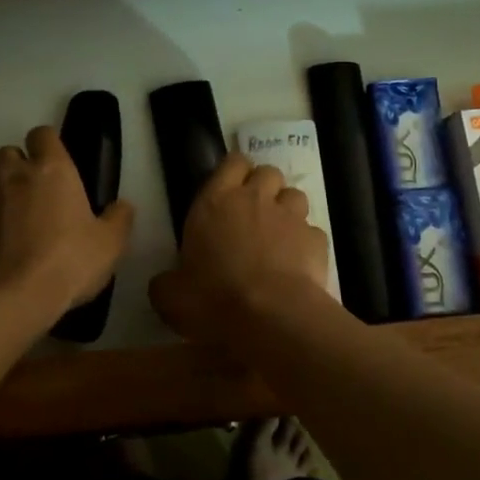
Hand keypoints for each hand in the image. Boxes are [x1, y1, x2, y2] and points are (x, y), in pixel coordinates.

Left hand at [0, 126, 134, 325]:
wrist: (9, 300)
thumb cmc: (66, 262)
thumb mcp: (110, 244)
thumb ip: (119, 219)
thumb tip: (122, 206)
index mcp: (51, 170)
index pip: (42, 134)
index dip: (48, 145)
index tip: (57, 165)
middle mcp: (13, 177)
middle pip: (7, 153)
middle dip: (18, 167)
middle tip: (36, 195)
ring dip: (0, 198)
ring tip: (15, 229)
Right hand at [150, 153, 333, 345]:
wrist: (272, 317)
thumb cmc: (215, 299)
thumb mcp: (172, 297)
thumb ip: (166, 283)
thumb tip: (163, 284)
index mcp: (216, 202)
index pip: (232, 163)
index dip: (234, 171)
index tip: (230, 189)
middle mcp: (256, 199)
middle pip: (268, 172)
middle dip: (263, 186)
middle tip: (254, 212)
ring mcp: (290, 217)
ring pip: (295, 195)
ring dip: (287, 209)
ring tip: (279, 235)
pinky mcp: (317, 239)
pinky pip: (312, 231)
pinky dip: (306, 242)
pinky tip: (298, 263)